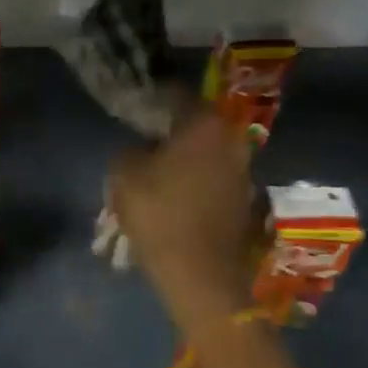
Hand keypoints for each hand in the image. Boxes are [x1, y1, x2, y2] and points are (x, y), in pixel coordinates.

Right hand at [109, 110, 257, 338]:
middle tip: (143, 140)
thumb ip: (130, 149)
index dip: (151, 97)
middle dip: (169, 130)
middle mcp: (232, 140)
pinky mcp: (244, 199)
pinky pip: (212, 177)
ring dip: (183, 157)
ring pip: (205, 152)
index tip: (133, 106)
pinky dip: (194, 180)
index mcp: (205, 124)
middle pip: (194, 124)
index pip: (175, 94)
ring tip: (155, 172)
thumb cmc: (159, 215)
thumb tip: (142, 149)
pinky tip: (173, 196)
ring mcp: (243, 171)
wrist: (199, 273)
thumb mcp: (123, 173)